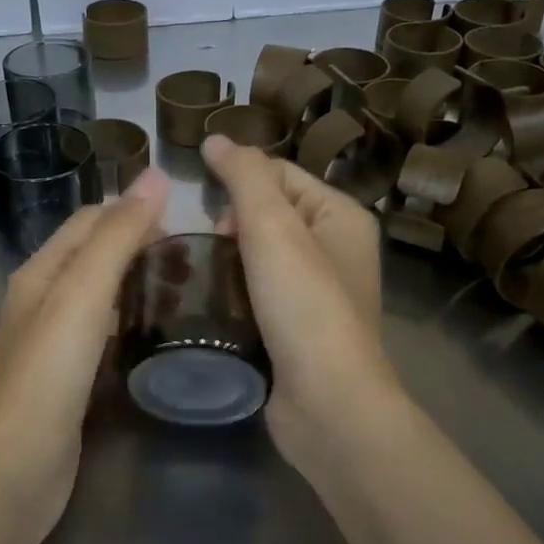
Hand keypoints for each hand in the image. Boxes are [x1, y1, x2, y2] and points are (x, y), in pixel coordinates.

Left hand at [0, 166, 168, 534]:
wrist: (14, 472)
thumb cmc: (47, 375)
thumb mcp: (82, 295)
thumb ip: (117, 237)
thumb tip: (155, 176)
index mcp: (41, 272)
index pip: (89, 220)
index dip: (132, 211)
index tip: (184, 219)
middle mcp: (43, 300)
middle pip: (95, 255)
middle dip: (139, 245)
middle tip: (195, 257)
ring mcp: (54, 342)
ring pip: (101, 295)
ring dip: (138, 283)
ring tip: (188, 290)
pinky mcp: (68, 378)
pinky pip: (104, 333)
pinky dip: (131, 322)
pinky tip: (158, 333)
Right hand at [202, 135, 395, 473]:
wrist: (327, 404)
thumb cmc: (304, 305)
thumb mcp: (273, 227)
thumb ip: (244, 176)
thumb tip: (216, 139)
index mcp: (341, 216)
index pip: (279, 174)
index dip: (239, 183)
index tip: (207, 211)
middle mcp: (336, 249)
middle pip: (268, 214)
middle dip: (232, 225)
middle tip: (211, 251)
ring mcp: (317, 293)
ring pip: (258, 256)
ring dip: (227, 261)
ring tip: (202, 276)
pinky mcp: (296, 328)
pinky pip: (257, 292)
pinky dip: (234, 292)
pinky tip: (212, 304)